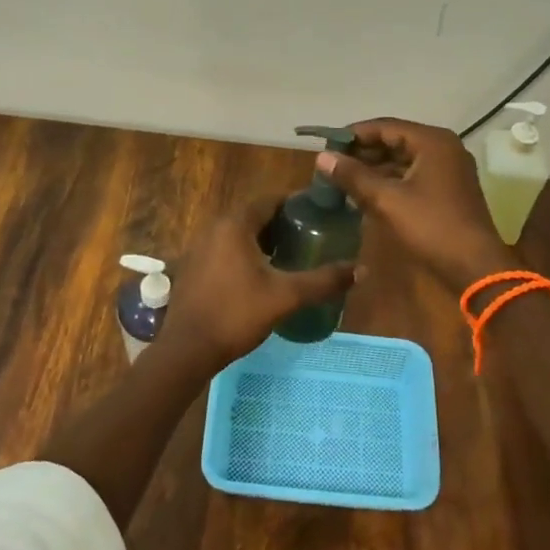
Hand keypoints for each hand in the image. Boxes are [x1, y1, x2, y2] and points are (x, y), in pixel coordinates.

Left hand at [157, 194, 357, 368]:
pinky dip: (245, 253)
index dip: (295, 203)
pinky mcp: (193, 267)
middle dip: (282, 223)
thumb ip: (323, 281)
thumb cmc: (236, 314)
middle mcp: (214, 227)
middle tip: (310, 235)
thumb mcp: (285, 297)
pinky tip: (262, 275)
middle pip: (254, 215)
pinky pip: (225, 249)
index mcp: (234, 224)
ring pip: (239, 234)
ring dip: (263, 239)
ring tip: (291, 254)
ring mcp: (199, 247)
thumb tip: (361, 270)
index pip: (270, 200)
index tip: (319, 213)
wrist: (187, 350)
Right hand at [315, 118, 515, 292]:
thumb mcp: (387, 200)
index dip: (354, 134)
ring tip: (344, 178)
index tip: (327, 146)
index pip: (385, 126)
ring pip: (403, 158)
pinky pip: (413, 174)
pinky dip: (390, 180)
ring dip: (375, 167)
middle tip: (332, 164)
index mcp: (432, 141)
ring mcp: (449, 168)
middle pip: (395, 140)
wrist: (475, 267)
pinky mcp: (448, 188)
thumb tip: (322, 157)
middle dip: (363, 152)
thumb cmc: (431, 226)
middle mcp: (443, 147)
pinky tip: (366, 192)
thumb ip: (353, 176)